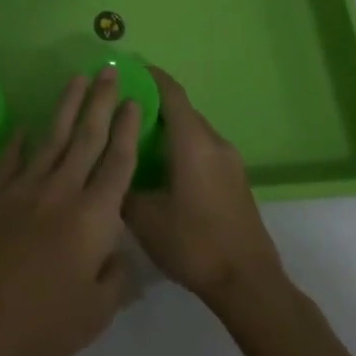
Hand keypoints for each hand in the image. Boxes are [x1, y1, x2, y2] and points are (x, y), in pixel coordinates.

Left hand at [0, 68, 140, 355]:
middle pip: (87, 138)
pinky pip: (10, 159)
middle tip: (107, 70)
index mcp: (94, 216)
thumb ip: (115, 276)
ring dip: (66, 108)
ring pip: (52, 139)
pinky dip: (18, 142)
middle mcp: (62, 190)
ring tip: (76, 80)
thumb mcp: (97, 312)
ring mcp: (25, 187)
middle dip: (100, 102)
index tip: (133, 100)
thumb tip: (117, 250)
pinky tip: (24, 126)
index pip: (118, 163)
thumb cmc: (45, 322)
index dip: (127, 130)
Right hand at [123, 67, 286, 304]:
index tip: (127, 70)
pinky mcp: (236, 183)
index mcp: (193, 141)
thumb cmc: (194, 243)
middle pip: (182, 111)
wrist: (249, 285)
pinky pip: (204, 151)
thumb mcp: (143, 216)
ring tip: (136, 143)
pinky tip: (161, 172)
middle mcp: (215, 143)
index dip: (150, 77)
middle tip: (121, 113)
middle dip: (152, 107)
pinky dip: (181, 150)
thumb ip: (122, 183)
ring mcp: (230, 163)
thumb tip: (107, 166)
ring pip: (193, 133)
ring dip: (168, 131)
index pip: (171, 93)